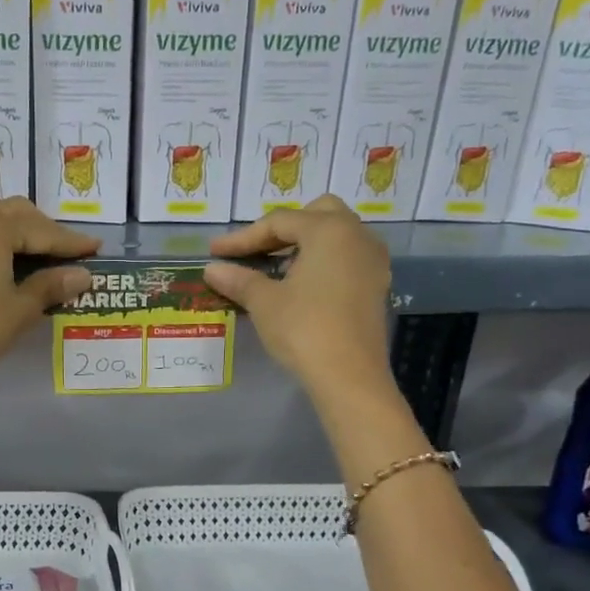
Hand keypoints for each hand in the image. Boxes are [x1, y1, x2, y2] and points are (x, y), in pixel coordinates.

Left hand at [0, 195, 97, 394]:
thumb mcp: (21, 308)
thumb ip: (52, 285)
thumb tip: (83, 275)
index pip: (42, 230)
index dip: (71, 243)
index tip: (96, 249)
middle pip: (16, 215)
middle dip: (44, 233)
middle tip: (69, 254)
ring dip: (17, 232)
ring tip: (39, 256)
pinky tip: (7, 259)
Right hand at [205, 195, 391, 393]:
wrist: (349, 376)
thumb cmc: (303, 329)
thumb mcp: (264, 302)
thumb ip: (239, 279)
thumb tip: (212, 269)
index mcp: (329, 230)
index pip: (279, 222)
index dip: (243, 237)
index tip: (215, 253)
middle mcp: (357, 235)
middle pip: (317, 214)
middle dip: (282, 229)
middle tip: (254, 251)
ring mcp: (372, 261)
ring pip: (335, 236)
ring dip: (304, 245)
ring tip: (274, 269)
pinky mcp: (377, 286)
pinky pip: (346, 258)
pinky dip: (321, 262)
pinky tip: (300, 286)